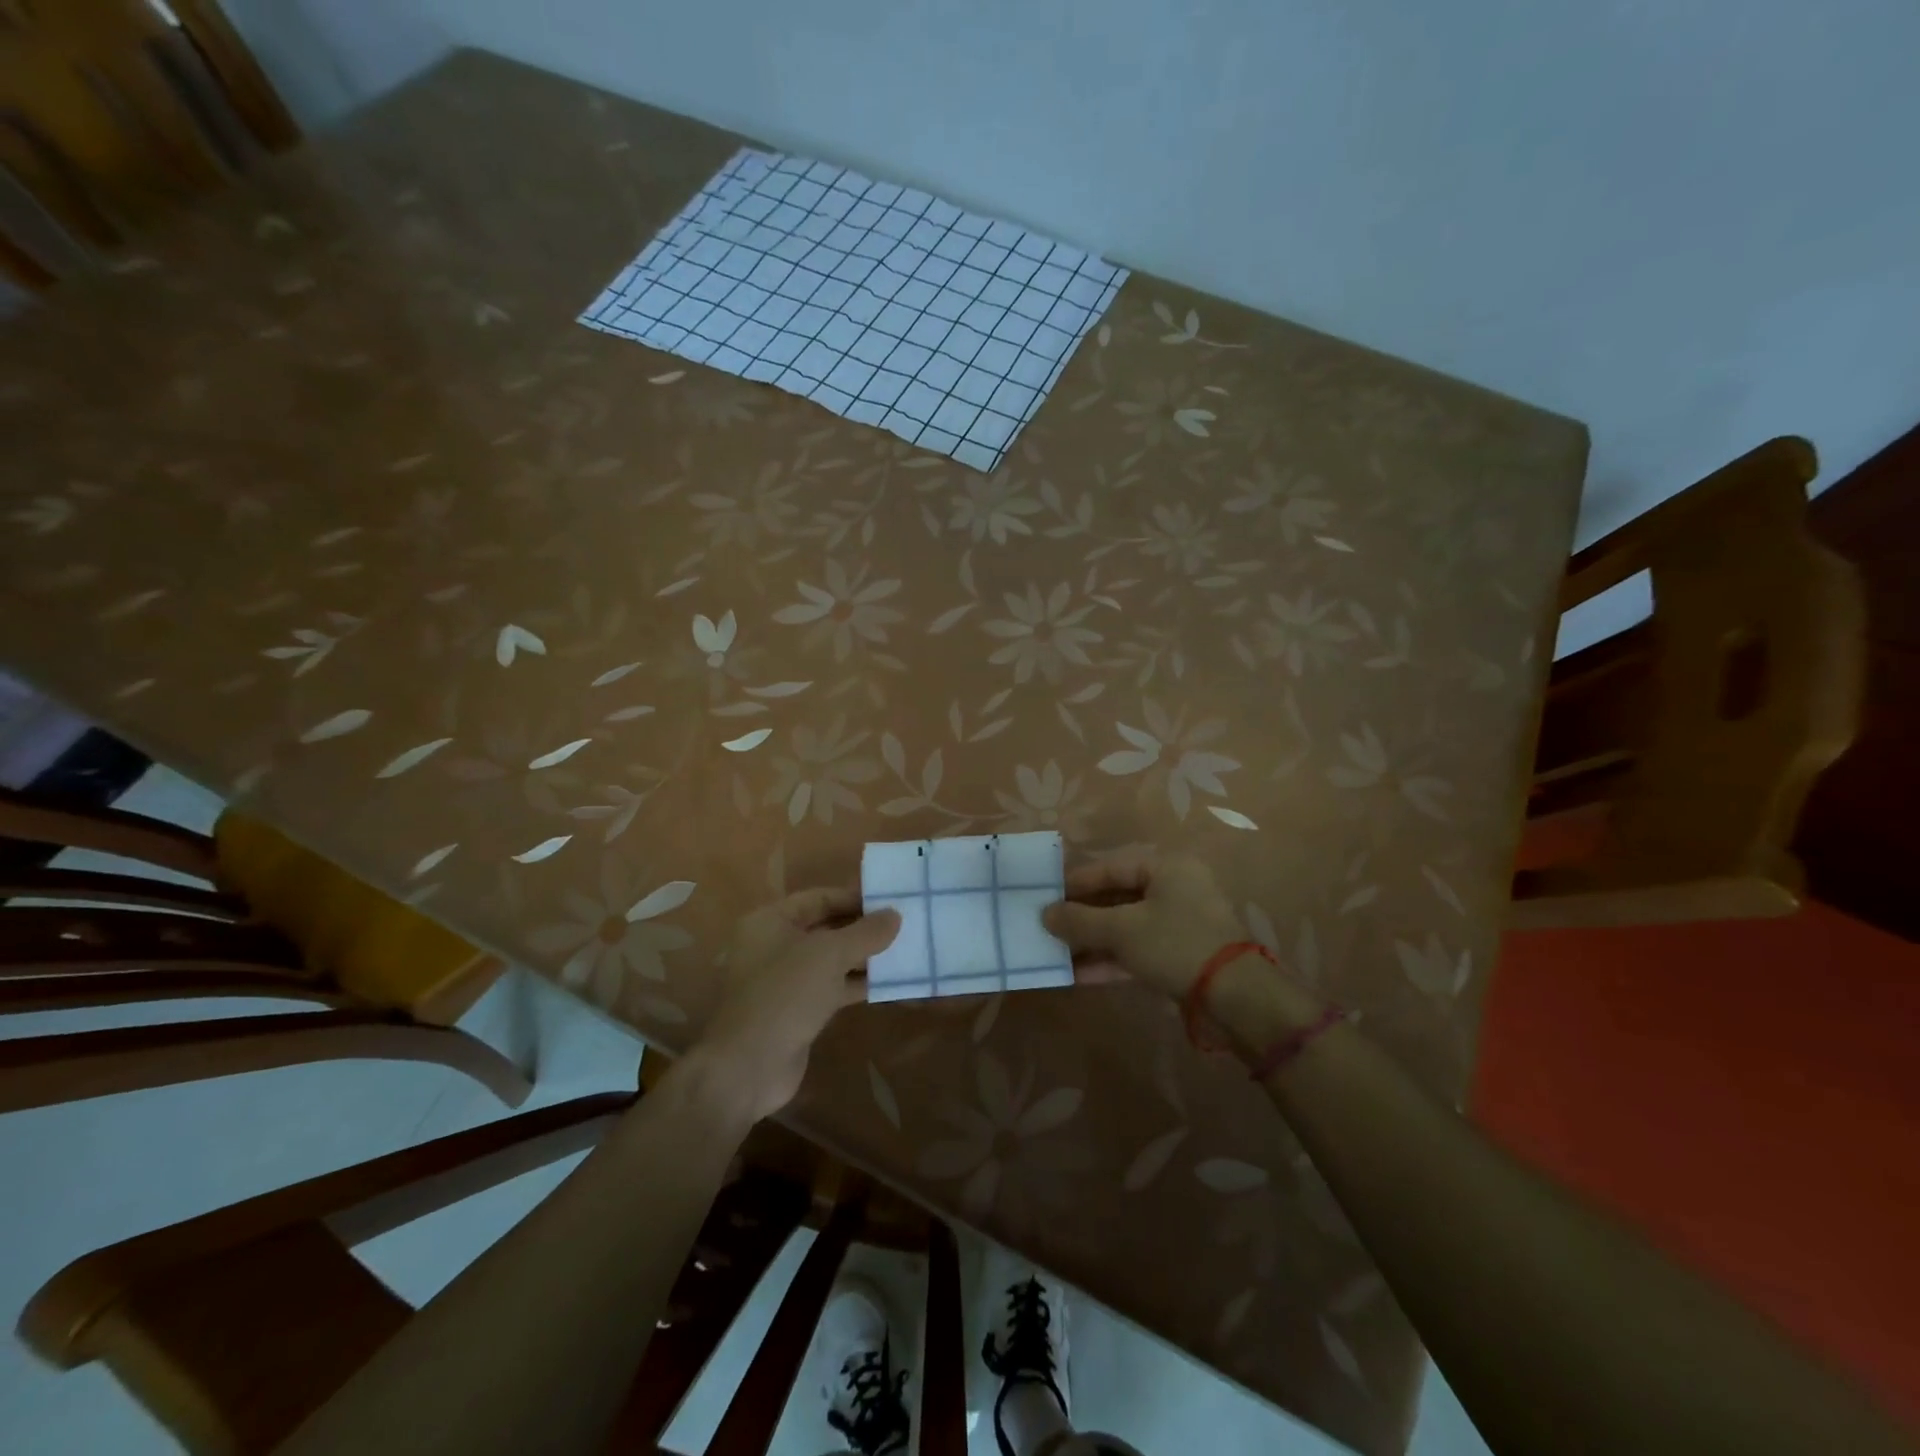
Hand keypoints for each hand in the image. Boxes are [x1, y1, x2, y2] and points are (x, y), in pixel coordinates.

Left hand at [693, 888, 899, 1121]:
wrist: (749, 1066)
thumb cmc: (785, 994)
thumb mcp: (830, 954)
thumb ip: (866, 932)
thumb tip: (895, 914)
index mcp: (770, 921)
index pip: (818, 898)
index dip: (853, 898)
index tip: (889, 901)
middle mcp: (774, 945)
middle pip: (825, 928)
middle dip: (862, 928)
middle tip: (901, 925)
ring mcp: (784, 980)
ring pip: (830, 960)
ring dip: (863, 957)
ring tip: (902, 951)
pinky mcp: (796, 1010)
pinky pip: (831, 987)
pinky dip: (856, 984)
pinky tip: (888, 983)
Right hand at [1042, 852, 1245, 999]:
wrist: (1235, 998)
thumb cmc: (1175, 944)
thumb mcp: (1122, 929)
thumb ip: (1079, 920)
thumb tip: (1044, 914)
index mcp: (1166, 867)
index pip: (1110, 867)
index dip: (1075, 883)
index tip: (1044, 896)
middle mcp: (1173, 889)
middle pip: (1116, 897)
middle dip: (1080, 916)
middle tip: (1046, 926)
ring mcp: (1177, 925)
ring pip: (1124, 927)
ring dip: (1090, 942)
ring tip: (1054, 953)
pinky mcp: (1178, 956)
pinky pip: (1135, 951)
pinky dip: (1109, 960)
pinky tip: (1076, 975)